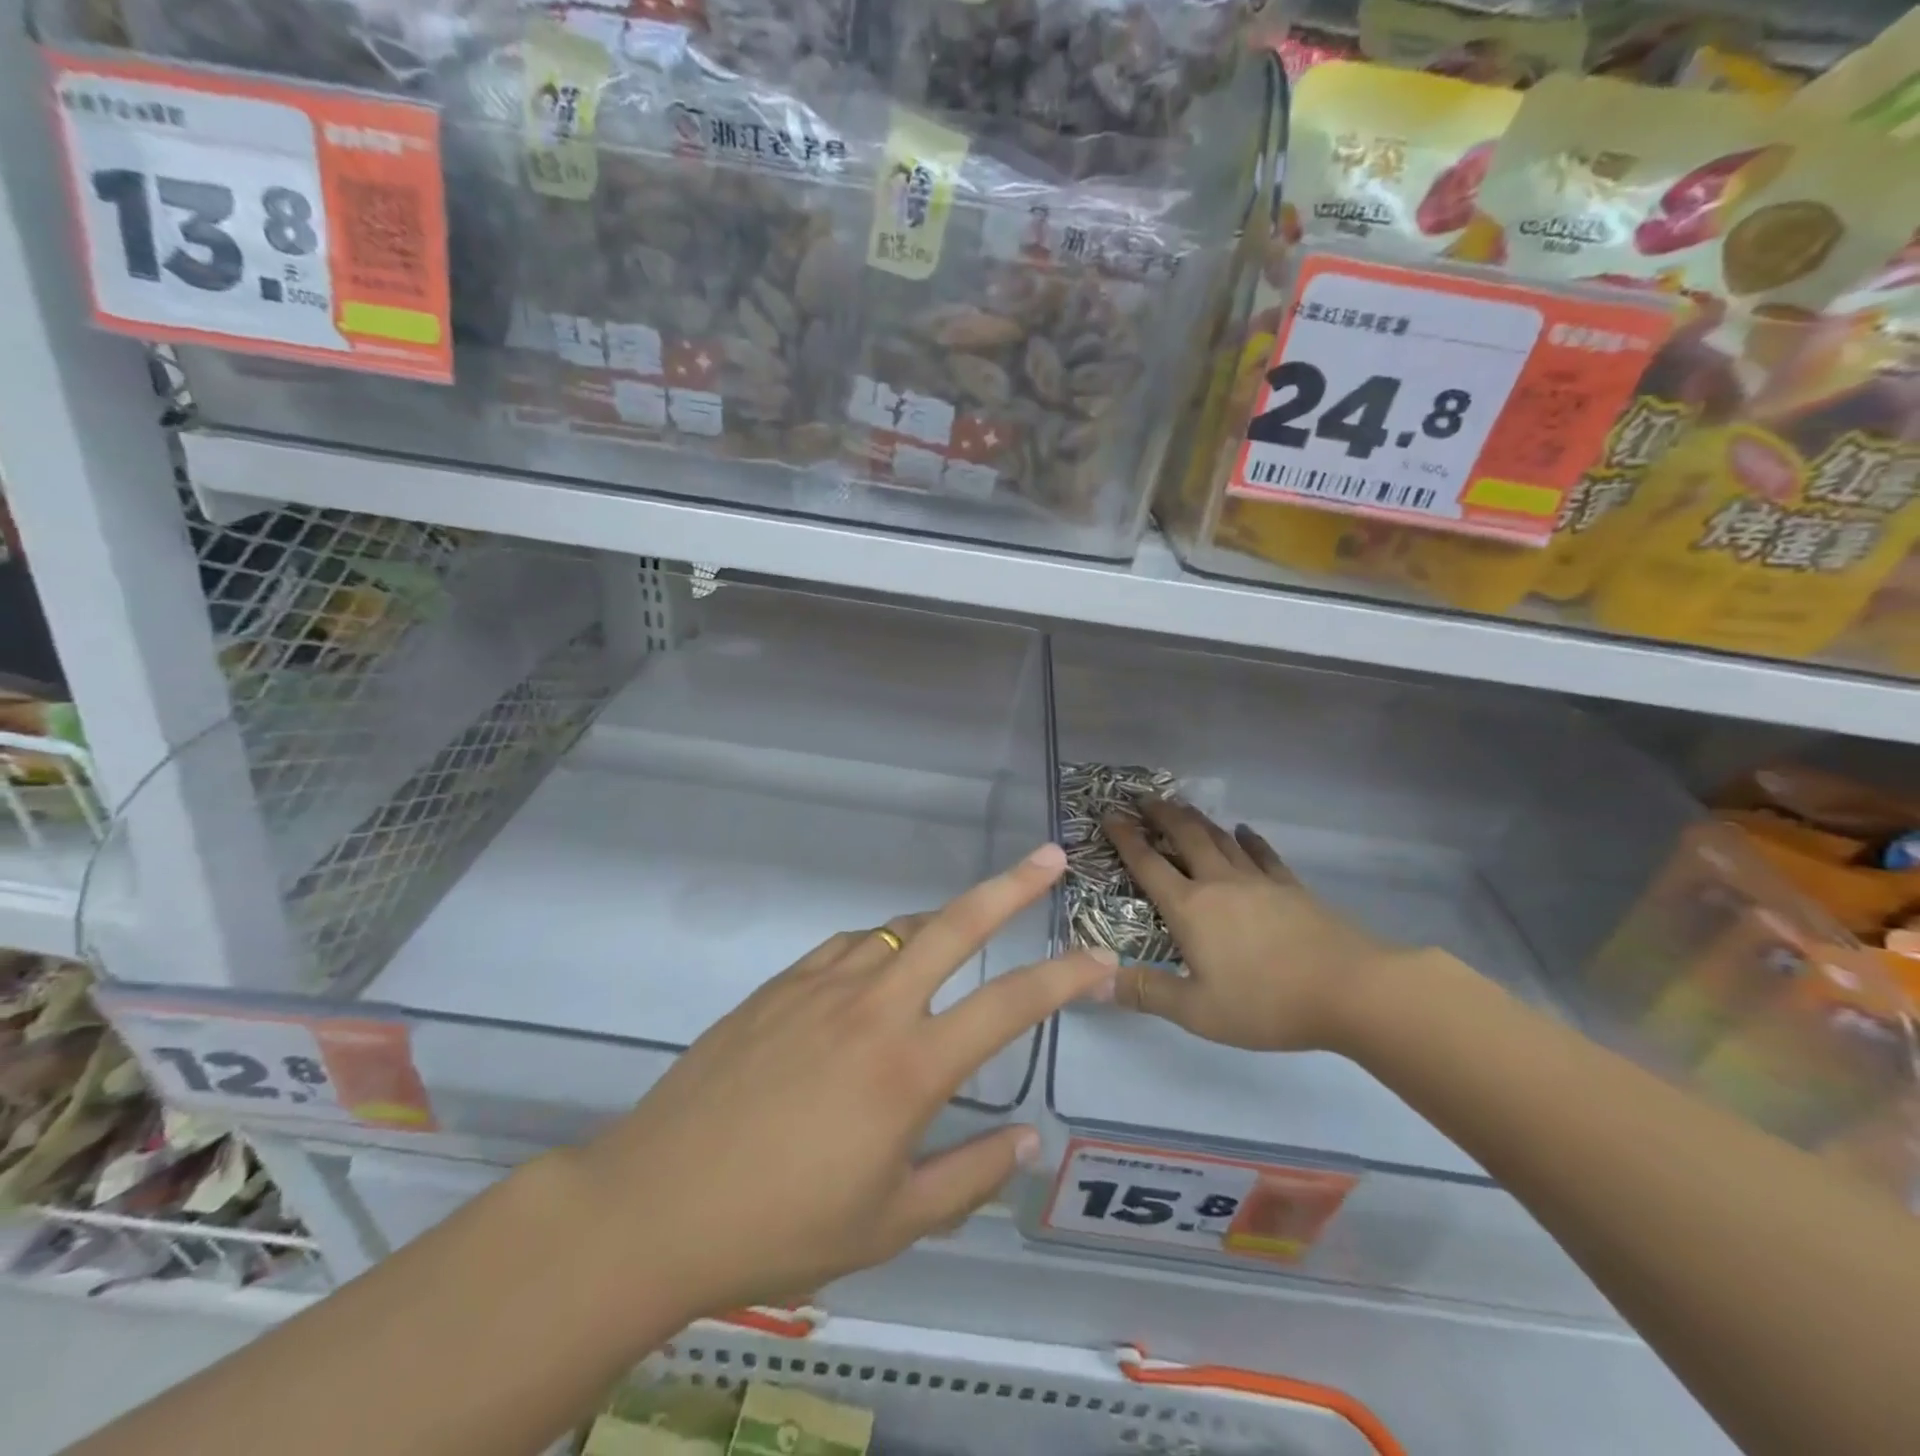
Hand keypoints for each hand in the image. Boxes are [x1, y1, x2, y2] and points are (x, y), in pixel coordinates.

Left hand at [570, 843, 1114, 1319]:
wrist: (657, 1201)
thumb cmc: (782, 1224)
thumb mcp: (889, 1224)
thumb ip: (968, 1177)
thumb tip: (1024, 1137)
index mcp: (909, 1068)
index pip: (1008, 1006)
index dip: (1064, 979)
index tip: (1101, 961)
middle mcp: (873, 1007)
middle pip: (956, 925)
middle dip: (1011, 886)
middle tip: (1050, 858)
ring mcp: (821, 985)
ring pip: (900, 929)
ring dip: (942, 922)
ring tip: (965, 930)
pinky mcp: (779, 984)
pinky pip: (848, 946)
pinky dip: (880, 946)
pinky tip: (879, 967)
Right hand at [1103, 799, 1399, 1052]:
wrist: (1350, 990)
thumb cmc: (1266, 1002)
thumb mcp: (1198, 1010)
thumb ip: (1146, 992)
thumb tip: (1092, 983)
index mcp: (1190, 908)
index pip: (1148, 864)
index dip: (1125, 839)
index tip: (1109, 815)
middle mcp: (1219, 883)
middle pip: (1185, 837)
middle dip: (1161, 815)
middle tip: (1143, 798)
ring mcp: (1258, 881)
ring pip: (1220, 838)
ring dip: (1197, 819)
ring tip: (1181, 806)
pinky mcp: (1291, 887)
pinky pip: (1262, 853)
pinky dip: (1248, 838)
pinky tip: (1243, 831)